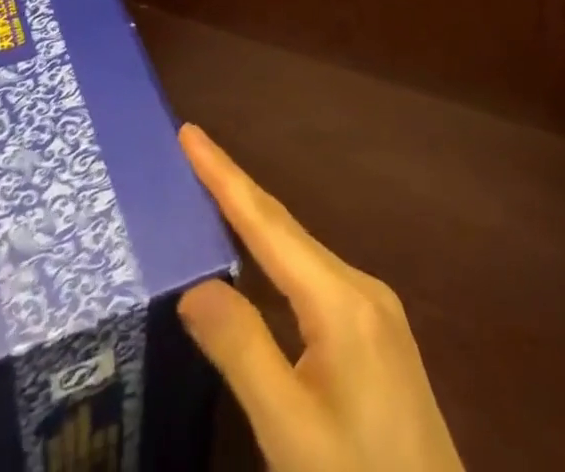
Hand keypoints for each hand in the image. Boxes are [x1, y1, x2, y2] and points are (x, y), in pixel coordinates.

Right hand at [177, 125, 463, 471]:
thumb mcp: (291, 433)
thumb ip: (241, 351)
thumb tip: (192, 284)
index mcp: (342, 300)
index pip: (267, 222)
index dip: (224, 175)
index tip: (188, 132)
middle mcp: (361, 288)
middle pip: (284, 228)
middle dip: (234, 188)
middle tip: (188, 151)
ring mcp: (374, 312)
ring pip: (299, 252)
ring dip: (252, 222)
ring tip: (207, 196)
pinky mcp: (376, 337)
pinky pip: (312, 278)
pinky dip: (274, 259)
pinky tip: (253, 266)